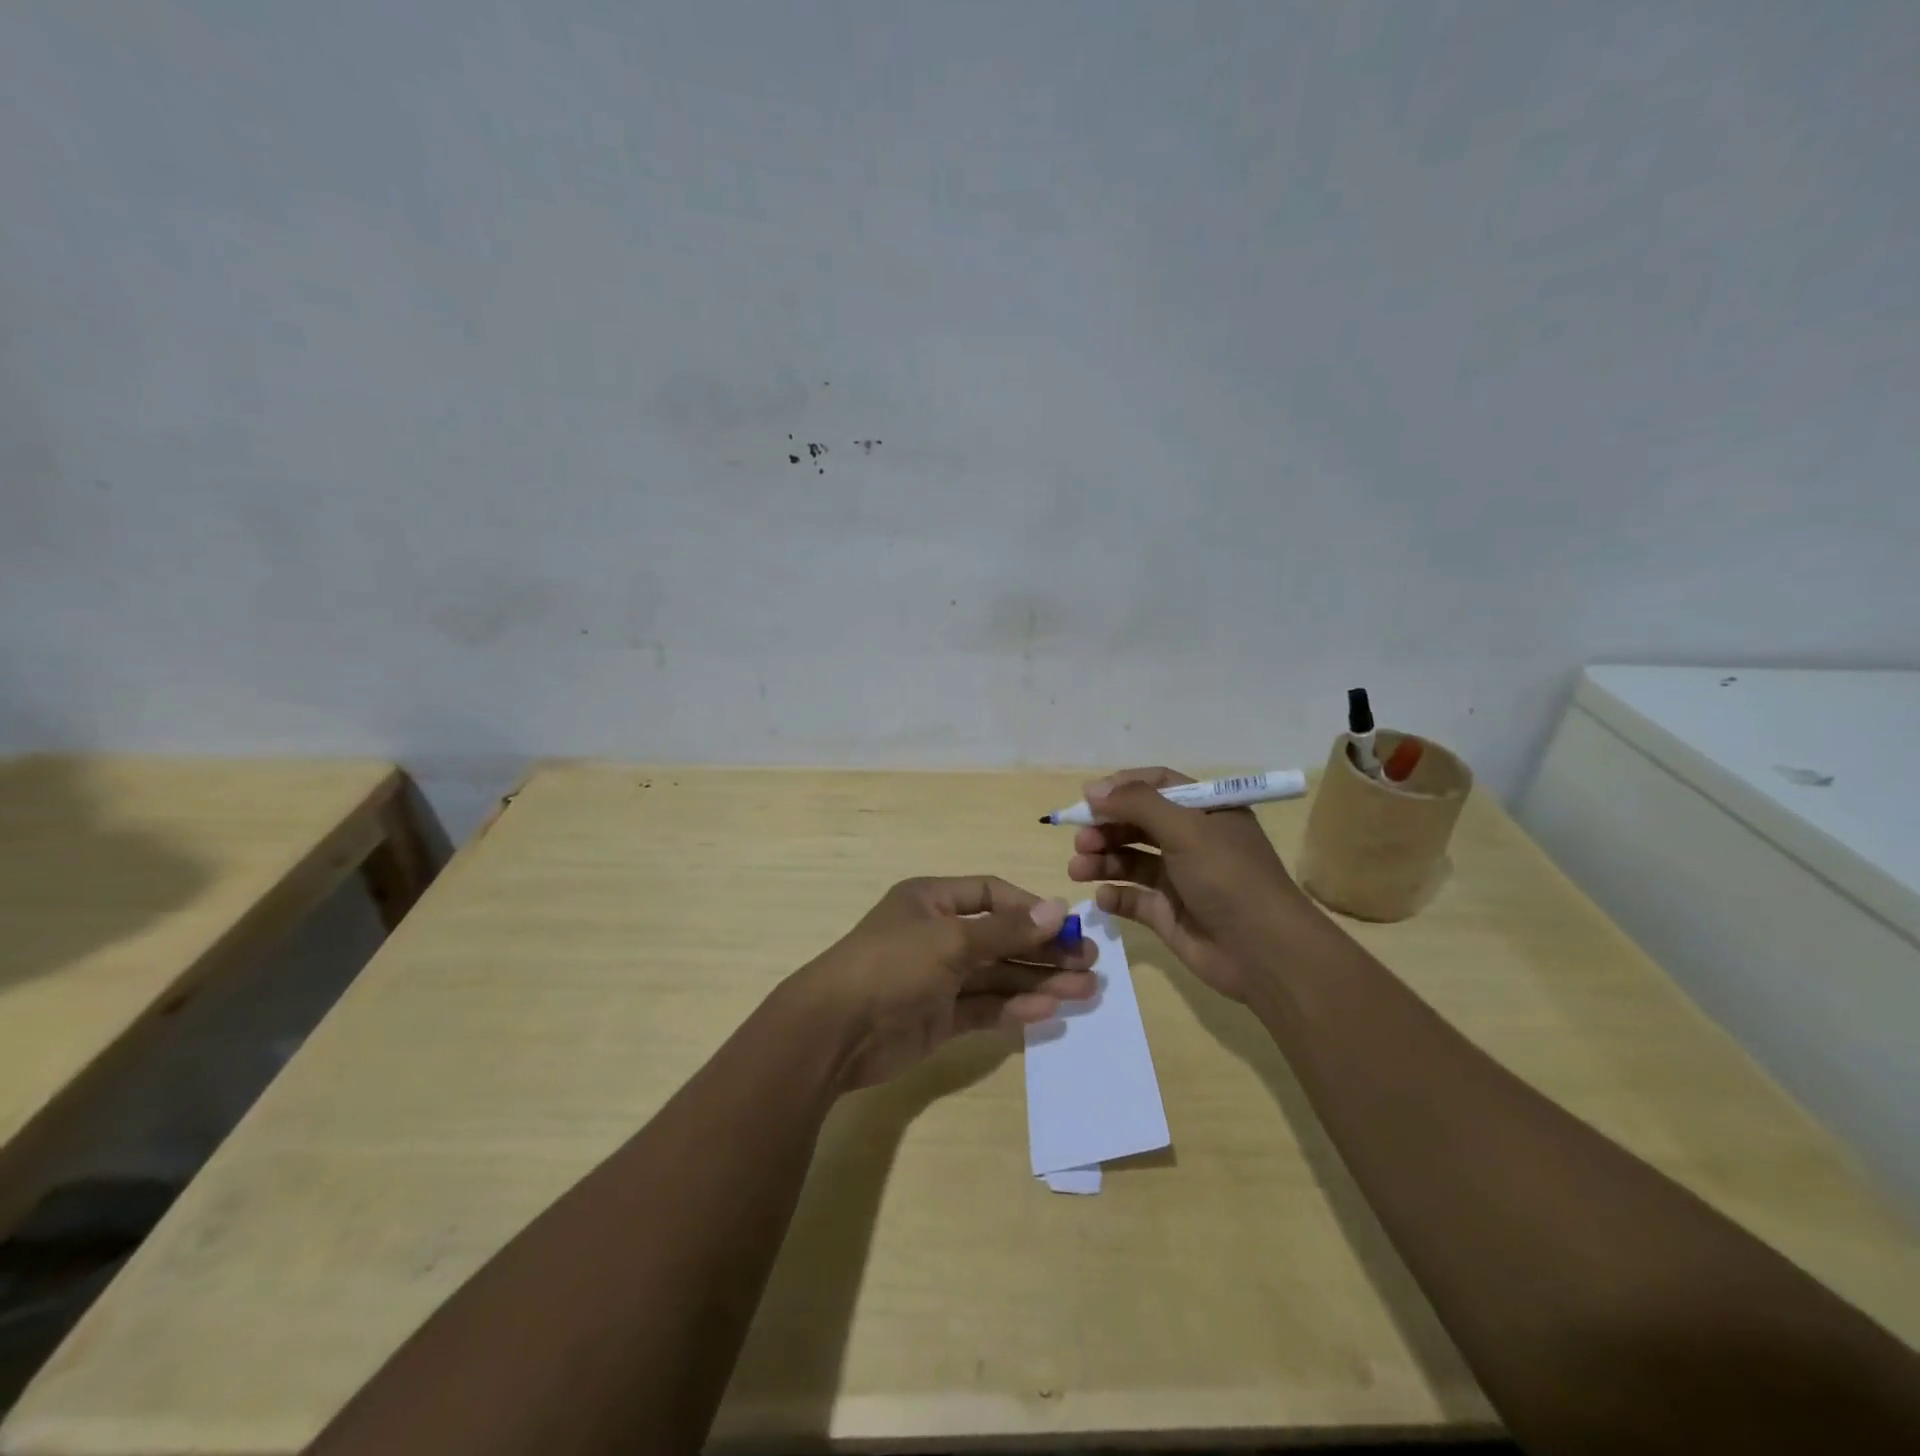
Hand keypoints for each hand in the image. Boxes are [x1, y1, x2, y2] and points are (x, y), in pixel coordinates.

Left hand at [787, 876, 1098, 1089]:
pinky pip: (985, 1006)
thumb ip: (1006, 930)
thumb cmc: (893, 965)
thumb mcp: (951, 939)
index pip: (991, 895)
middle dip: (1044, 949)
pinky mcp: (940, 1017)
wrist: (835, 1031)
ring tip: (1085, 990)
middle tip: (1089, 962)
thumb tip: (1059, 910)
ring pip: (998, 975)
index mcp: (933, 900)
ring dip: (1039, 980)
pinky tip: (1049, 1010)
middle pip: (1001, 937)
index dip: (1030, 908)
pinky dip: (1015, 1007)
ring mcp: (939, 977)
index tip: (1067, 925)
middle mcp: (938, 934)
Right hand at [1066, 767, 1314, 1002]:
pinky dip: (1114, 895)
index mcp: (1206, 812)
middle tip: (1080, 840)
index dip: (1122, 788)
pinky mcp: (1167, 914)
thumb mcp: (1187, 829)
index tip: (1088, 798)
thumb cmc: (1229, 878)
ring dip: (1101, 860)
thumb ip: (1138, 804)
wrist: (1264, 953)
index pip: (1158, 786)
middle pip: (1137, 823)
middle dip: (1105, 828)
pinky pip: (1132, 898)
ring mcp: (1178, 878)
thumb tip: (1092, 790)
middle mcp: (1192, 840)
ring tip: (1078, 869)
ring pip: (1129, 860)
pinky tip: (1104, 898)